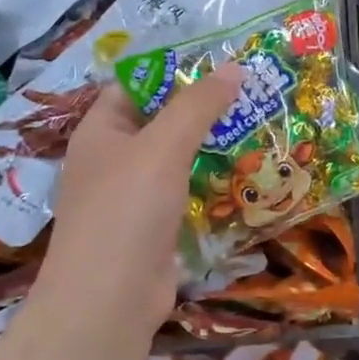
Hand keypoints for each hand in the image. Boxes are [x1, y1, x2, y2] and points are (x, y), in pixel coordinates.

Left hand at [32, 64, 243, 336]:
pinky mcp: (154, 227)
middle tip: (251, 93)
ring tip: (258, 127)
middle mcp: (113, 159)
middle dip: (202, 110)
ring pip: (177, 160)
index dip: (172, 71)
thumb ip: (198, 106)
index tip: (219, 62)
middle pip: (160, 122)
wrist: (110, 298)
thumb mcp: (163, 146)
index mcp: (100, 131)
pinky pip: (186, 193)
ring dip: (212, 147)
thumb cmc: (127, 209)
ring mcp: (133, 196)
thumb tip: (234, 67)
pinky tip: (246, 175)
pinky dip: (211, 183)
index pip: (134, 86)